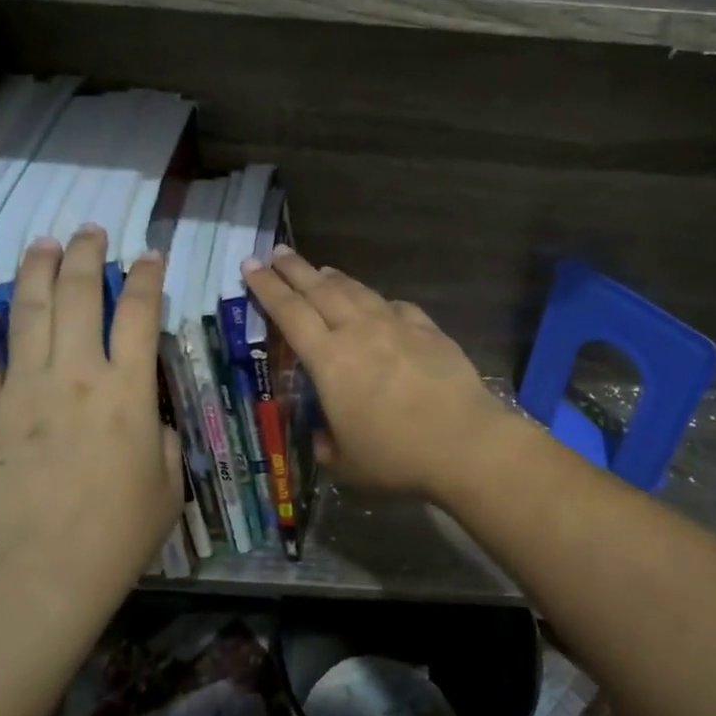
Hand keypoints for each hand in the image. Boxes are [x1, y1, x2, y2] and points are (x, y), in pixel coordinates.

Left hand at [0, 226, 182, 611]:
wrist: (42, 575)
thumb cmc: (119, 533)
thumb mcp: (168, 483)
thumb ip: (163, 439)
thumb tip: (149, 420)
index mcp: (126, 390)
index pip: (139, 311)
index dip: (145, 275)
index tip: (147, 254)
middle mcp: (74, 375)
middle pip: (79, 294)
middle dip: (85, 255)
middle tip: (88, 232)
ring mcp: (21, 390)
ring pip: (27, 313)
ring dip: (35, 272)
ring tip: (41, 244)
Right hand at [241, 248, 507, 497]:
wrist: (464, 442)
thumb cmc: (396, 456)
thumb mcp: (346, 463)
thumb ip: (327, 444)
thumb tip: (324, 435)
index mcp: (329, 360)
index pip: (289, 312)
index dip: (267, 287)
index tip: (251, 265)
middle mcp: (358, 332)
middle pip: (320, 289)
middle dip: (294, 268)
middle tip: (278, 252)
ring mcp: (396, 326)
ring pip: (357, 291)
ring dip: (334, 279)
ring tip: (321, 270)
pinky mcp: (427, 329)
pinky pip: (395, 306)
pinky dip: (378, 301)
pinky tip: (378, 304)